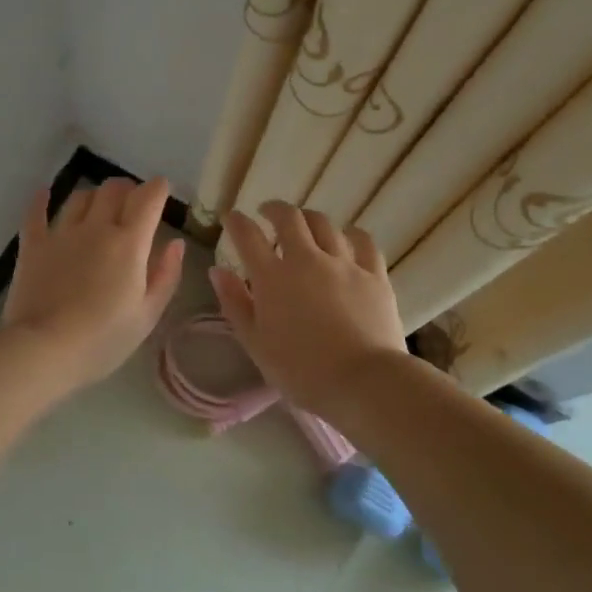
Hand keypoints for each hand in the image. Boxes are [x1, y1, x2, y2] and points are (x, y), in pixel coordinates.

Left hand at [3, 177, 185, 389]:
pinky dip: (42, 200)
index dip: (158, 188)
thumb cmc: (104, 338)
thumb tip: (176, 243)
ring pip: (80, 196)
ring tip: (98, 206)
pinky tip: (45, 194)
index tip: (162, 190)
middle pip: (113, 189)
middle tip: (132, 202)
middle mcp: (96, 228)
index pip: (148, 198)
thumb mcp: (148, 314)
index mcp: (129, 243)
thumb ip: (166, 275)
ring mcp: (61, 233)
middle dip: (128, 188)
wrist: (46, 349)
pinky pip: (36, 213)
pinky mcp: (33, 245)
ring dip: (94, 195)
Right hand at [210, 201, 408, 410]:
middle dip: (274, 209)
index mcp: (272, 277)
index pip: (247, 236)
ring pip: (325, 224)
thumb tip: (217, 271)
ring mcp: (344, 264)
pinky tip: (347, 237)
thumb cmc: (301, 371)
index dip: (235, 221)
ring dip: (309, 219)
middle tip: (267, 212)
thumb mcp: (255, 343)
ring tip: (304, 225)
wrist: (363, 382)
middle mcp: (307, 259)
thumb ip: (234, 303)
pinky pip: (363, 241)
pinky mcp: (374, 275)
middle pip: (289, 218)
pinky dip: (350, 234)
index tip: (230, 217)